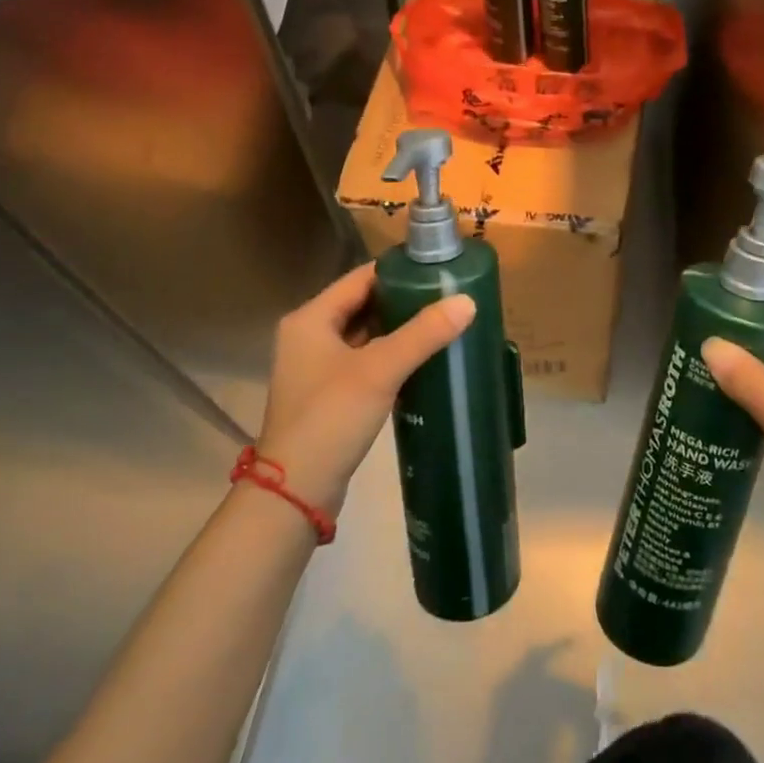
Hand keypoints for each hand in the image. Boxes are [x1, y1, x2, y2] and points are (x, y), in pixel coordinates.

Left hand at [255, 262, 474, 514]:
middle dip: (404, 300)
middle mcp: (309, 336)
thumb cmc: (330, 418)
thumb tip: (467, 301)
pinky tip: (423, 359)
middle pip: (364, 304)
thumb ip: (424, 333)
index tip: (439, 269)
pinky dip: (392, 356)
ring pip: (366, 334)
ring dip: (400, 329)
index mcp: (310, 319)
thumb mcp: (380, 370)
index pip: (361, 278)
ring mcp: (317, 367)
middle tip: (448, 296)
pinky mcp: (329, 395)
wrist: (295, 493)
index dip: (399, 270)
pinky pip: (366, 361)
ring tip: (443, 322)